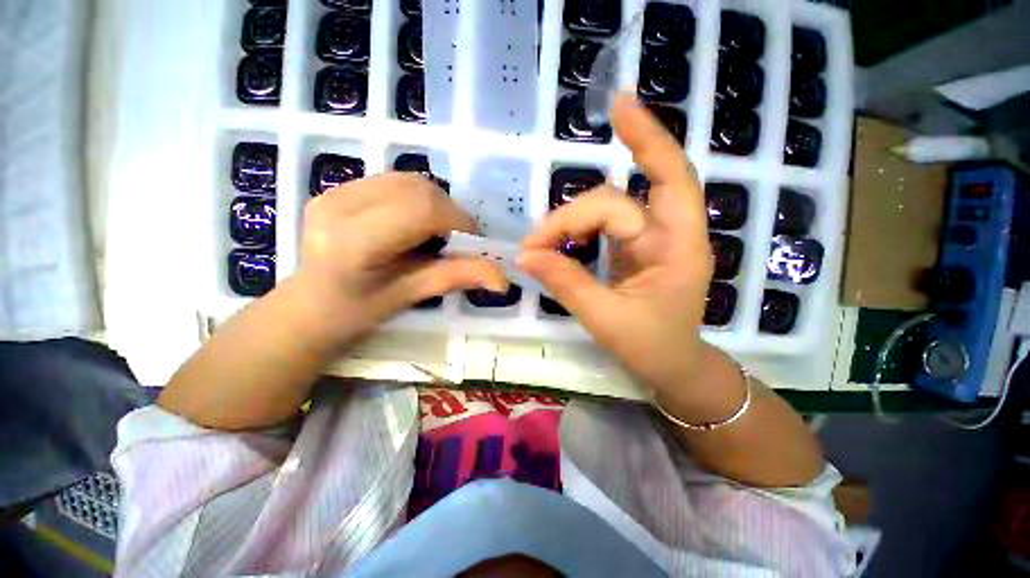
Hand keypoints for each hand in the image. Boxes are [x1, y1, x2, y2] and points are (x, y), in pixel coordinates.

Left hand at [297, 173, 507, 345]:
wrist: (308, 306)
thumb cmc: (357, 313)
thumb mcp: (409, 296)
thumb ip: (455, 278)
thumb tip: (503, 279)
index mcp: (352, 242)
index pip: (422, 209)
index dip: (458, 222)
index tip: (472, 244)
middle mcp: (338, 205)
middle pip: (419, 189)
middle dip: (450, 213)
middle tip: (454, 242)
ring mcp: (333, 191)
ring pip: (410, 181)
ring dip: (435, 205)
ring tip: (433, 234)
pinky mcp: (336, 187)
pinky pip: (395, 182)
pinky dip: (417, 200)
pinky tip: (412, 224)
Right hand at [520, 94, 716, 407]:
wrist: (672, 366)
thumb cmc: (652, 348)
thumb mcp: (607, 320)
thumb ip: (567, 284)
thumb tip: (526, 257)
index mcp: (679, 248)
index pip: (662, 184)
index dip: (646, 140)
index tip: (617, 107)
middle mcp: (668, 234)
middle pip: (618, 201)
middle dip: (573, 216)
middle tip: (536, 243)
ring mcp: (649, 240)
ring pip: (607, 210)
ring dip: (572, 223)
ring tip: (542, 245)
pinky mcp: (633, 249)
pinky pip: (604, 226)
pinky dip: (578, 230)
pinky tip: (559, 241)